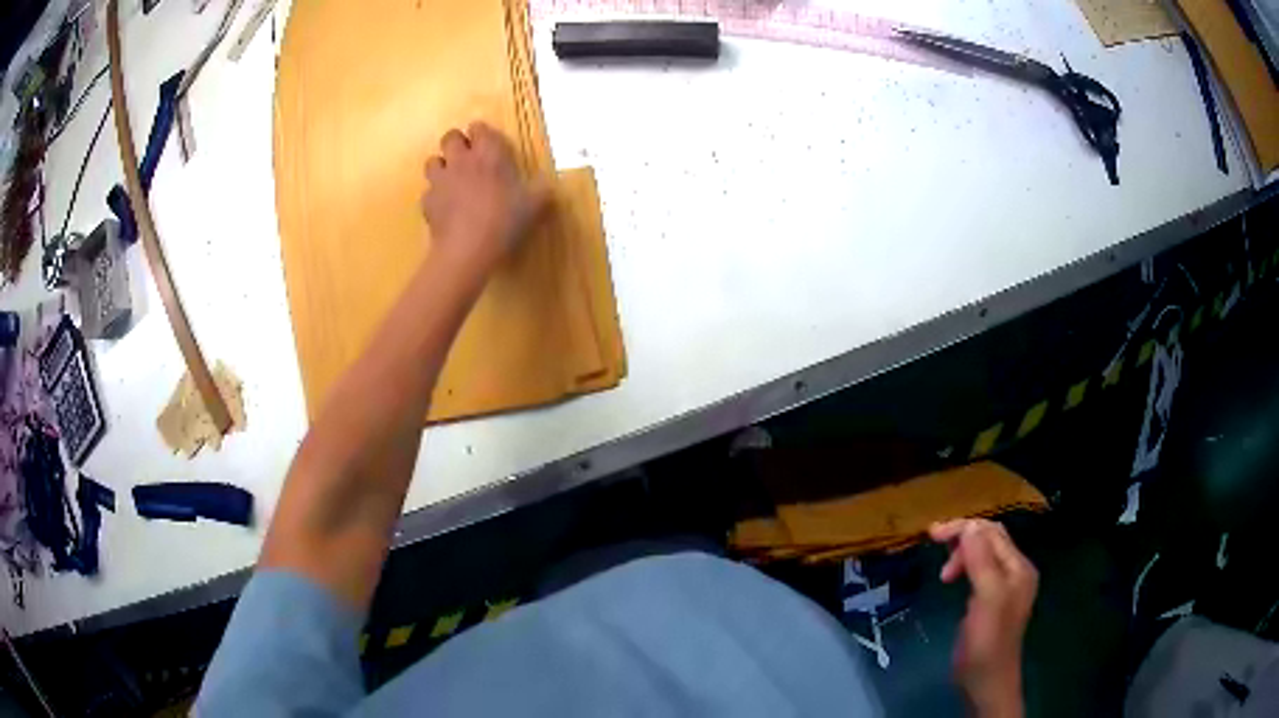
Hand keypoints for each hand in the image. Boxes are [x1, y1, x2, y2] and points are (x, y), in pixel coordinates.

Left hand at [421, 122, 549, 273]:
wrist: (468, 250)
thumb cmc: (505, 220)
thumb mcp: (535, 206)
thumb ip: (542, 190)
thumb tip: (548, 185)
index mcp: (489, 153)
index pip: (479, 128)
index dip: (483, 134)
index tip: (490, 145)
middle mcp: (461, 160)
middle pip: (450, 137)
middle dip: (457, 144)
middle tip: (469, 159)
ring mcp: (440, 181)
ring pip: (432, 161)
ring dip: (442, 166)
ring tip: (452, 180)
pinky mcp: (427, 203)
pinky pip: (428, 192)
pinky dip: (435, 197)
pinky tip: (445, 208)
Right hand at [929, 519, 1037, 717]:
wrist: (986, 682)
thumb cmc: (987, 641)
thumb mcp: (987, 598)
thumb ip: (981, 561)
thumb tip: (969, 526)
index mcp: (1018, 567)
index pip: (993, 532)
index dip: (964, 528)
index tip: (932, 534)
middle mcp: (1015, 572)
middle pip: (989, 540)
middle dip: (963, 537)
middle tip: (933, 544)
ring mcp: (1004, 587)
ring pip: (983, 555)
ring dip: (961, 554)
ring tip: (944, 574)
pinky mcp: (991, 601)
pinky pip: (979, 572)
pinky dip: (964, 567)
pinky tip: (952, 579)